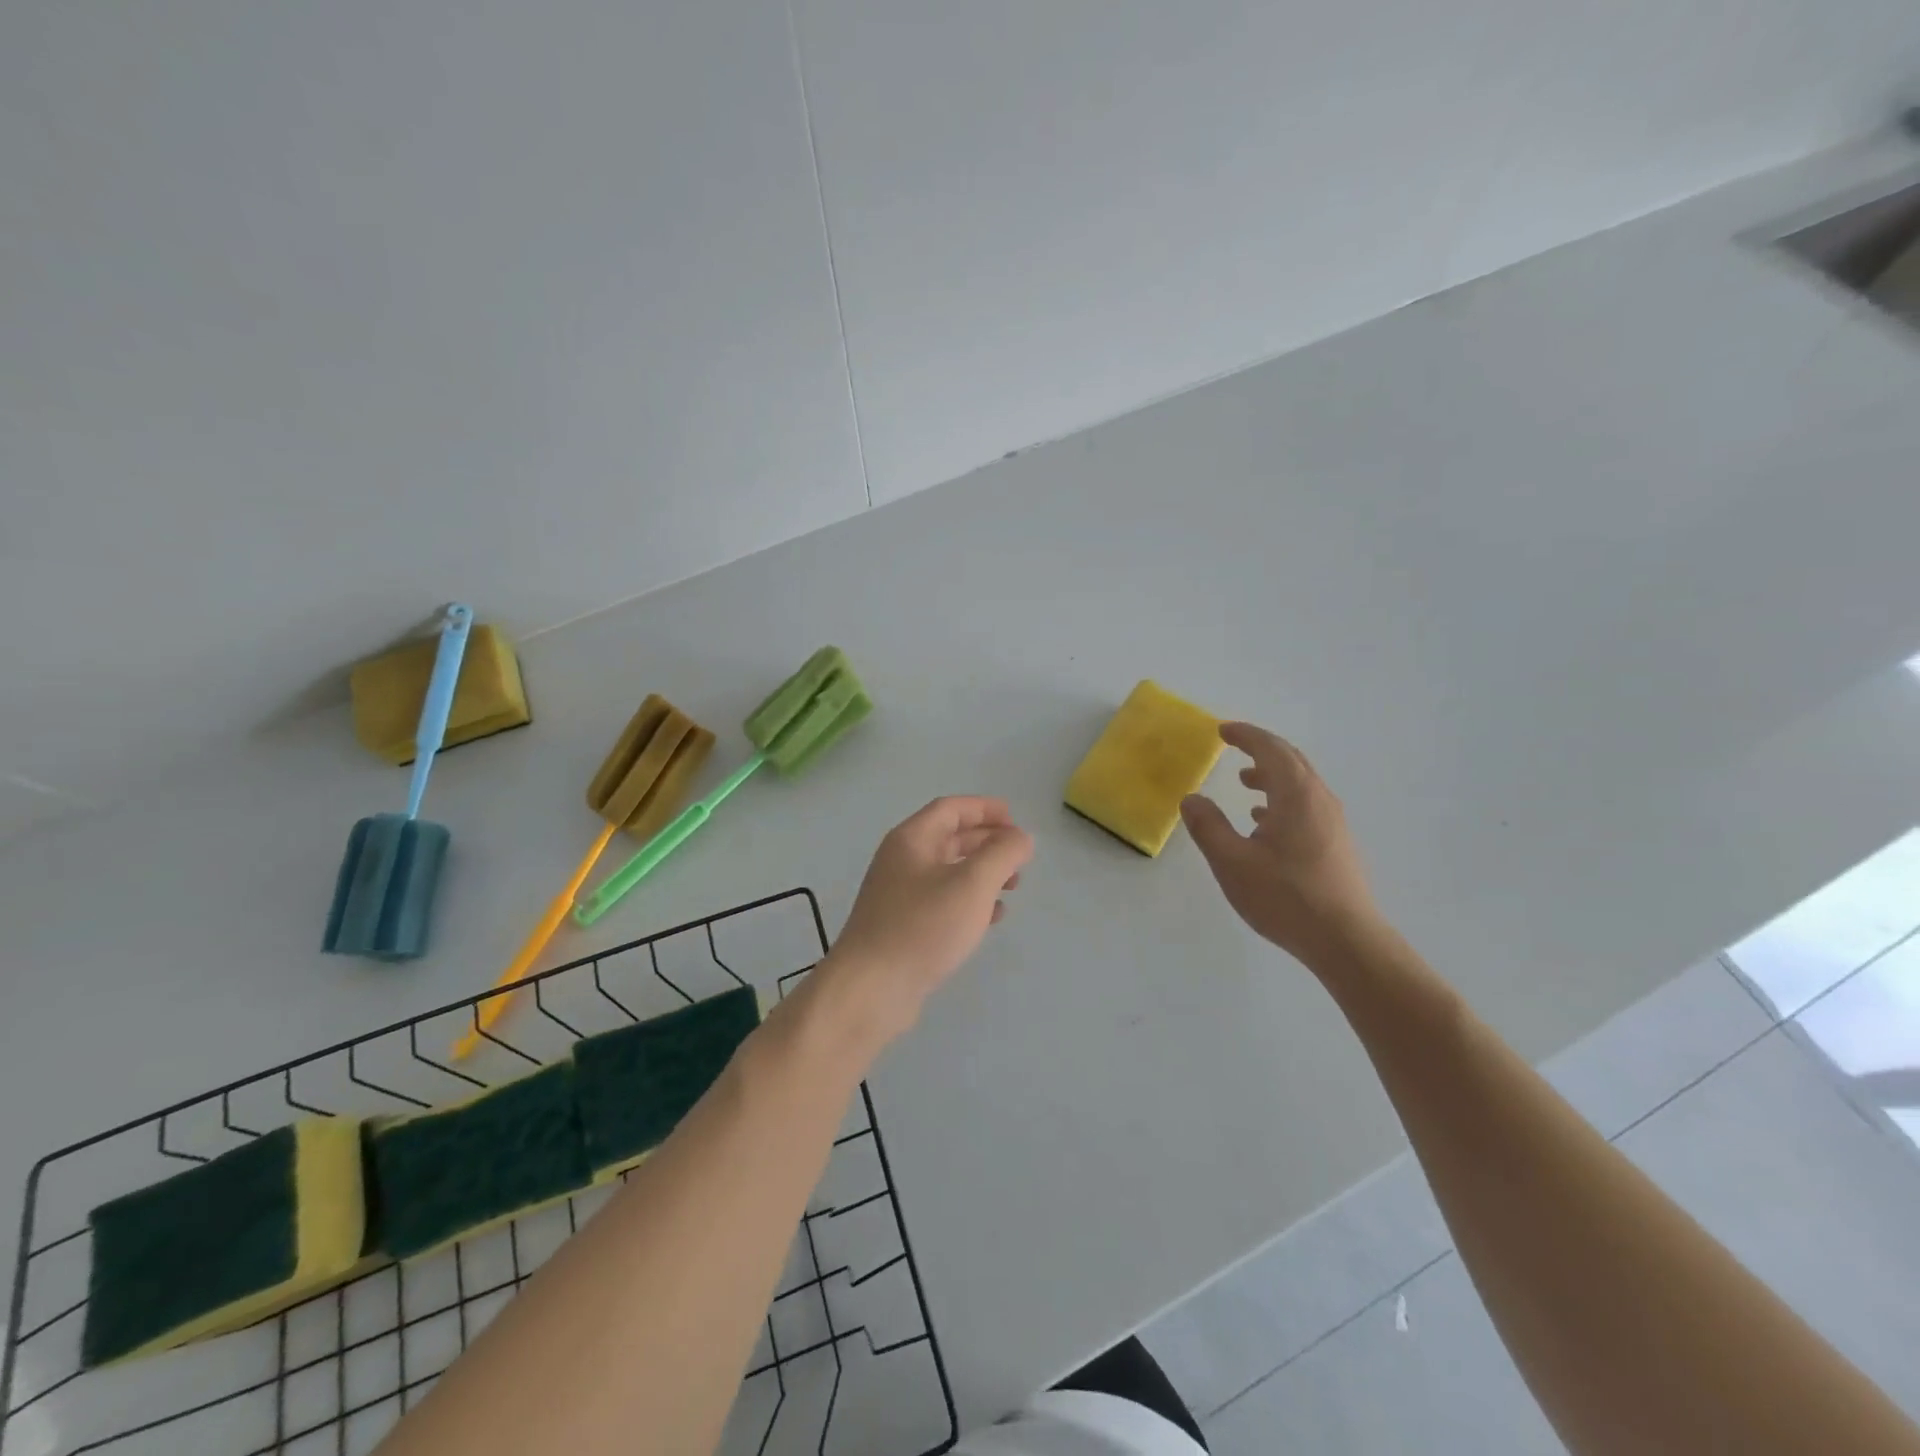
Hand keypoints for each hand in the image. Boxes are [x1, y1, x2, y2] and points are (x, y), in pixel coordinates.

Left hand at [824, 797, 1033, 1043]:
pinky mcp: (902, 926)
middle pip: (950, 838)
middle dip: (987, 842)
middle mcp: (901, 861)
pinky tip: (991, 918)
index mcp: (912, 840)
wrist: (871, 989)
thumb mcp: (972, 884)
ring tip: (1013, 886)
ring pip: (948, 871)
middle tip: (1020, 856)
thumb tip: (1020, 838)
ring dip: (982, 873)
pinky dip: (970, 901)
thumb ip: (1002, 854)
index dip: (985, 809)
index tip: (1016, 820)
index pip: (951, 809)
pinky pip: (942, 901)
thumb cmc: (923, 926)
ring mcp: (899, 895)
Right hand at [1181, 723, 1380, 965]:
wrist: (1346, 941)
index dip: (1246, 735)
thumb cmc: (1285, 897)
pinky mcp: (1337, 845)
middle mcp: (1320, 800)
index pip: (1271, 749)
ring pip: (1301, 785)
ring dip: (1272, 777)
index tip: (1222, 731)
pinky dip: (1282, 800)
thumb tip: (1192, 799)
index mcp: (1296, 795)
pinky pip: (1307, 806)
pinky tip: (1265, 823)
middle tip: (1234, 746)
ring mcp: (1333, 823)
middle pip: (1291, 761)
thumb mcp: (1232, 862)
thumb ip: (1209, 827)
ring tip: (1245, 784)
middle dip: (1261, 750)